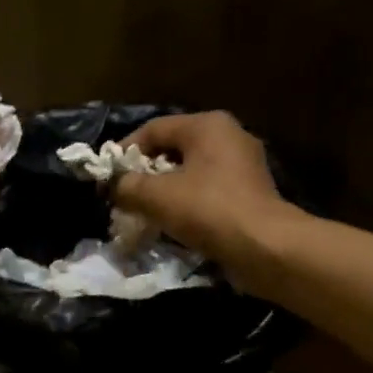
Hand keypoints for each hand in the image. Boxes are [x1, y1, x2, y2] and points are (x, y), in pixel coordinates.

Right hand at [116, 112, 289, 267]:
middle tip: (124, 194)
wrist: (265, 248)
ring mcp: (243, 165)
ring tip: (144, 211)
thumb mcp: (155, 196)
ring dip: (165, 190)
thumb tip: (112, 186)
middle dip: (145, 172)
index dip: (125, 151)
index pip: (153, 129)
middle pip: (173, 149)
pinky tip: (172, 222)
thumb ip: (126, 186)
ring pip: (191, 171)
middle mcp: (229, 136)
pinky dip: (187, 203)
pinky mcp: (250, 193)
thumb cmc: (208, 210)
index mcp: (207, 125)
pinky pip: (208, 190)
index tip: (107, 176)